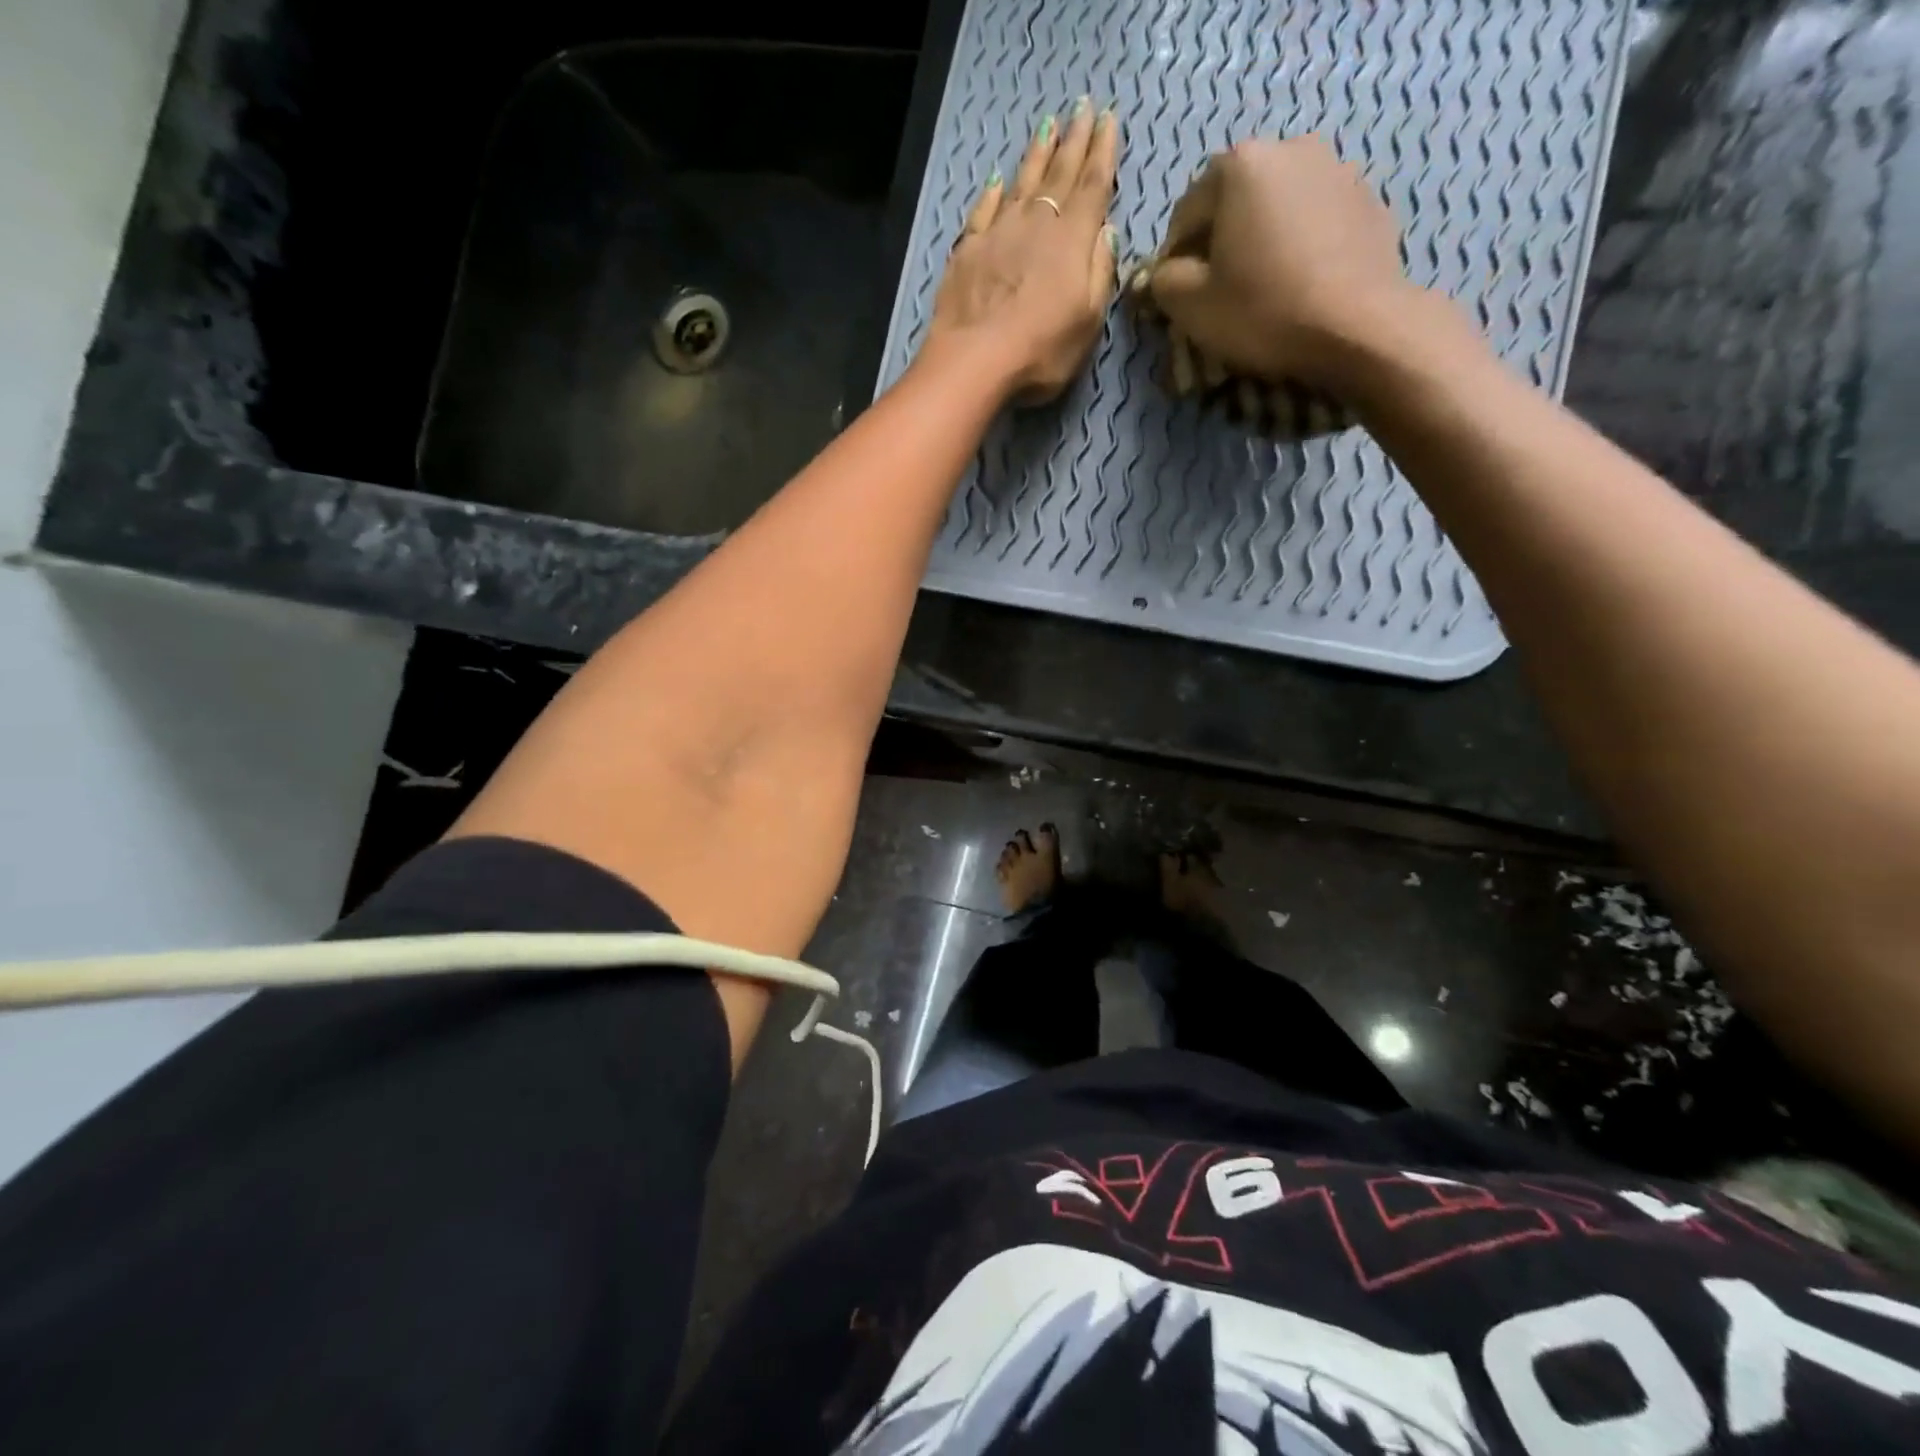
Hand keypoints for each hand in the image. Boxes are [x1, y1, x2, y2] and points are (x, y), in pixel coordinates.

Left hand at [920, 98, 1120, 402]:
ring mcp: (999, 234)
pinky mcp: (967, 251)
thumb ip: (1100, 273)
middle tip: (1083, 107)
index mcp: (1073, 240)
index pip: (1093, 186)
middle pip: (1060, 174)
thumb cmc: (1041, 351)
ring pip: (1023, 183)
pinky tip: (998, 181)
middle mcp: (1037, 224)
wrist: (974, 361)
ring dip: (1037, 155)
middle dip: (1074, 140)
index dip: (1103, 152)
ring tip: (1048, 127)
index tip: (1109, 119)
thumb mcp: (1088, 321)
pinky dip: (993, 193)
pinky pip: (984, 211)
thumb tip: (1107, 232)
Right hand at [1149, 137, 1436, 394]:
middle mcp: (1290, 148)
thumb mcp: (1190, 306)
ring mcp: (1337, 169)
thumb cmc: (1263, 311)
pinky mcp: (1368, 201)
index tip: (1177, 297)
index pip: (1185, 214)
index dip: (1173, 260)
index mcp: (1240, 165)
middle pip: (1233, 203)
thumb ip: (1164, 280)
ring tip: (1260, 289)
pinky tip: (1297, 286)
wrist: (1358, 326)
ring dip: (1260, 242)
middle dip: (1219, 243)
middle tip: (1217, 293)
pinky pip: (1314, 222)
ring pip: (1276, 210)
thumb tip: (1166, 272)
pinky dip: (1298, 247)